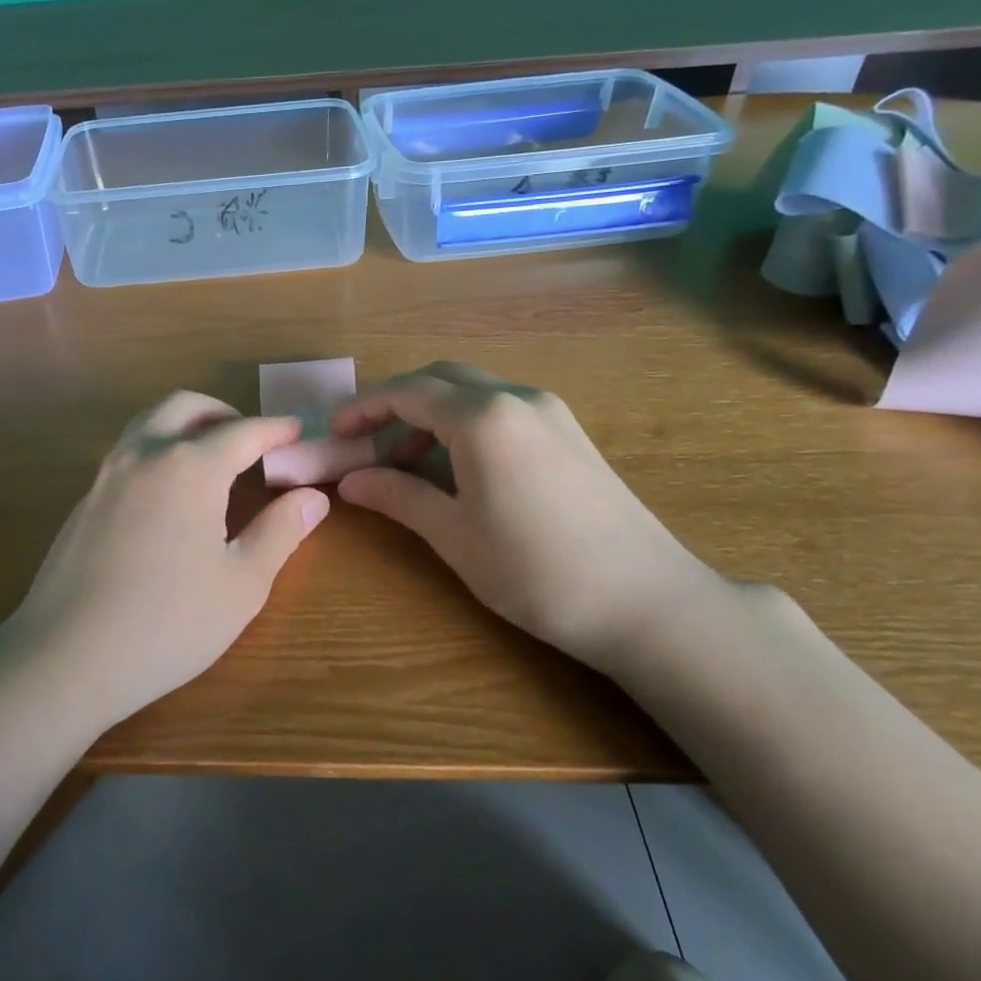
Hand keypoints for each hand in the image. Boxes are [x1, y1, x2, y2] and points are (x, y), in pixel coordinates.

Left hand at [0, 392, 329, 730]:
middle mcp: (143, 456)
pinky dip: (157, 451)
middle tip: (250, 441)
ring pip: (148, 424)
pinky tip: (168, 496)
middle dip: (223, 414)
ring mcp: (105, 476)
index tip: (298, 432)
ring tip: (212, 461)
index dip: (275, 430)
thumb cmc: (168, 624)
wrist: (65, 658)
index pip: (242, 432)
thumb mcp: (241, 584)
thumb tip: (313, 496)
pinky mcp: (83, 502)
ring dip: (184, 426)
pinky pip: (127, 454)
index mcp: (189, 468)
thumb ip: (280, 532)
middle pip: (185, 407)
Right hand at [332, 362, 718, 671]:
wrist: (646, 601)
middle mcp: (517, 398)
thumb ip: (398, 496)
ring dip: (431, 415)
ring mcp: (550, 413)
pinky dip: (465, 426)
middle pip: (441, 379)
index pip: (408, 392)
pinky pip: (501, 411)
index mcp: (483, 417)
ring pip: (473, 393)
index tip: (334, 433)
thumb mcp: (454, 535)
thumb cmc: (536, 570)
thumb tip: (350, 480)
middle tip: (366, 442)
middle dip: (396, 403)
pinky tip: (458, 469)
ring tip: (406, 465)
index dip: (364, 407)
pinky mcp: (569, 434)